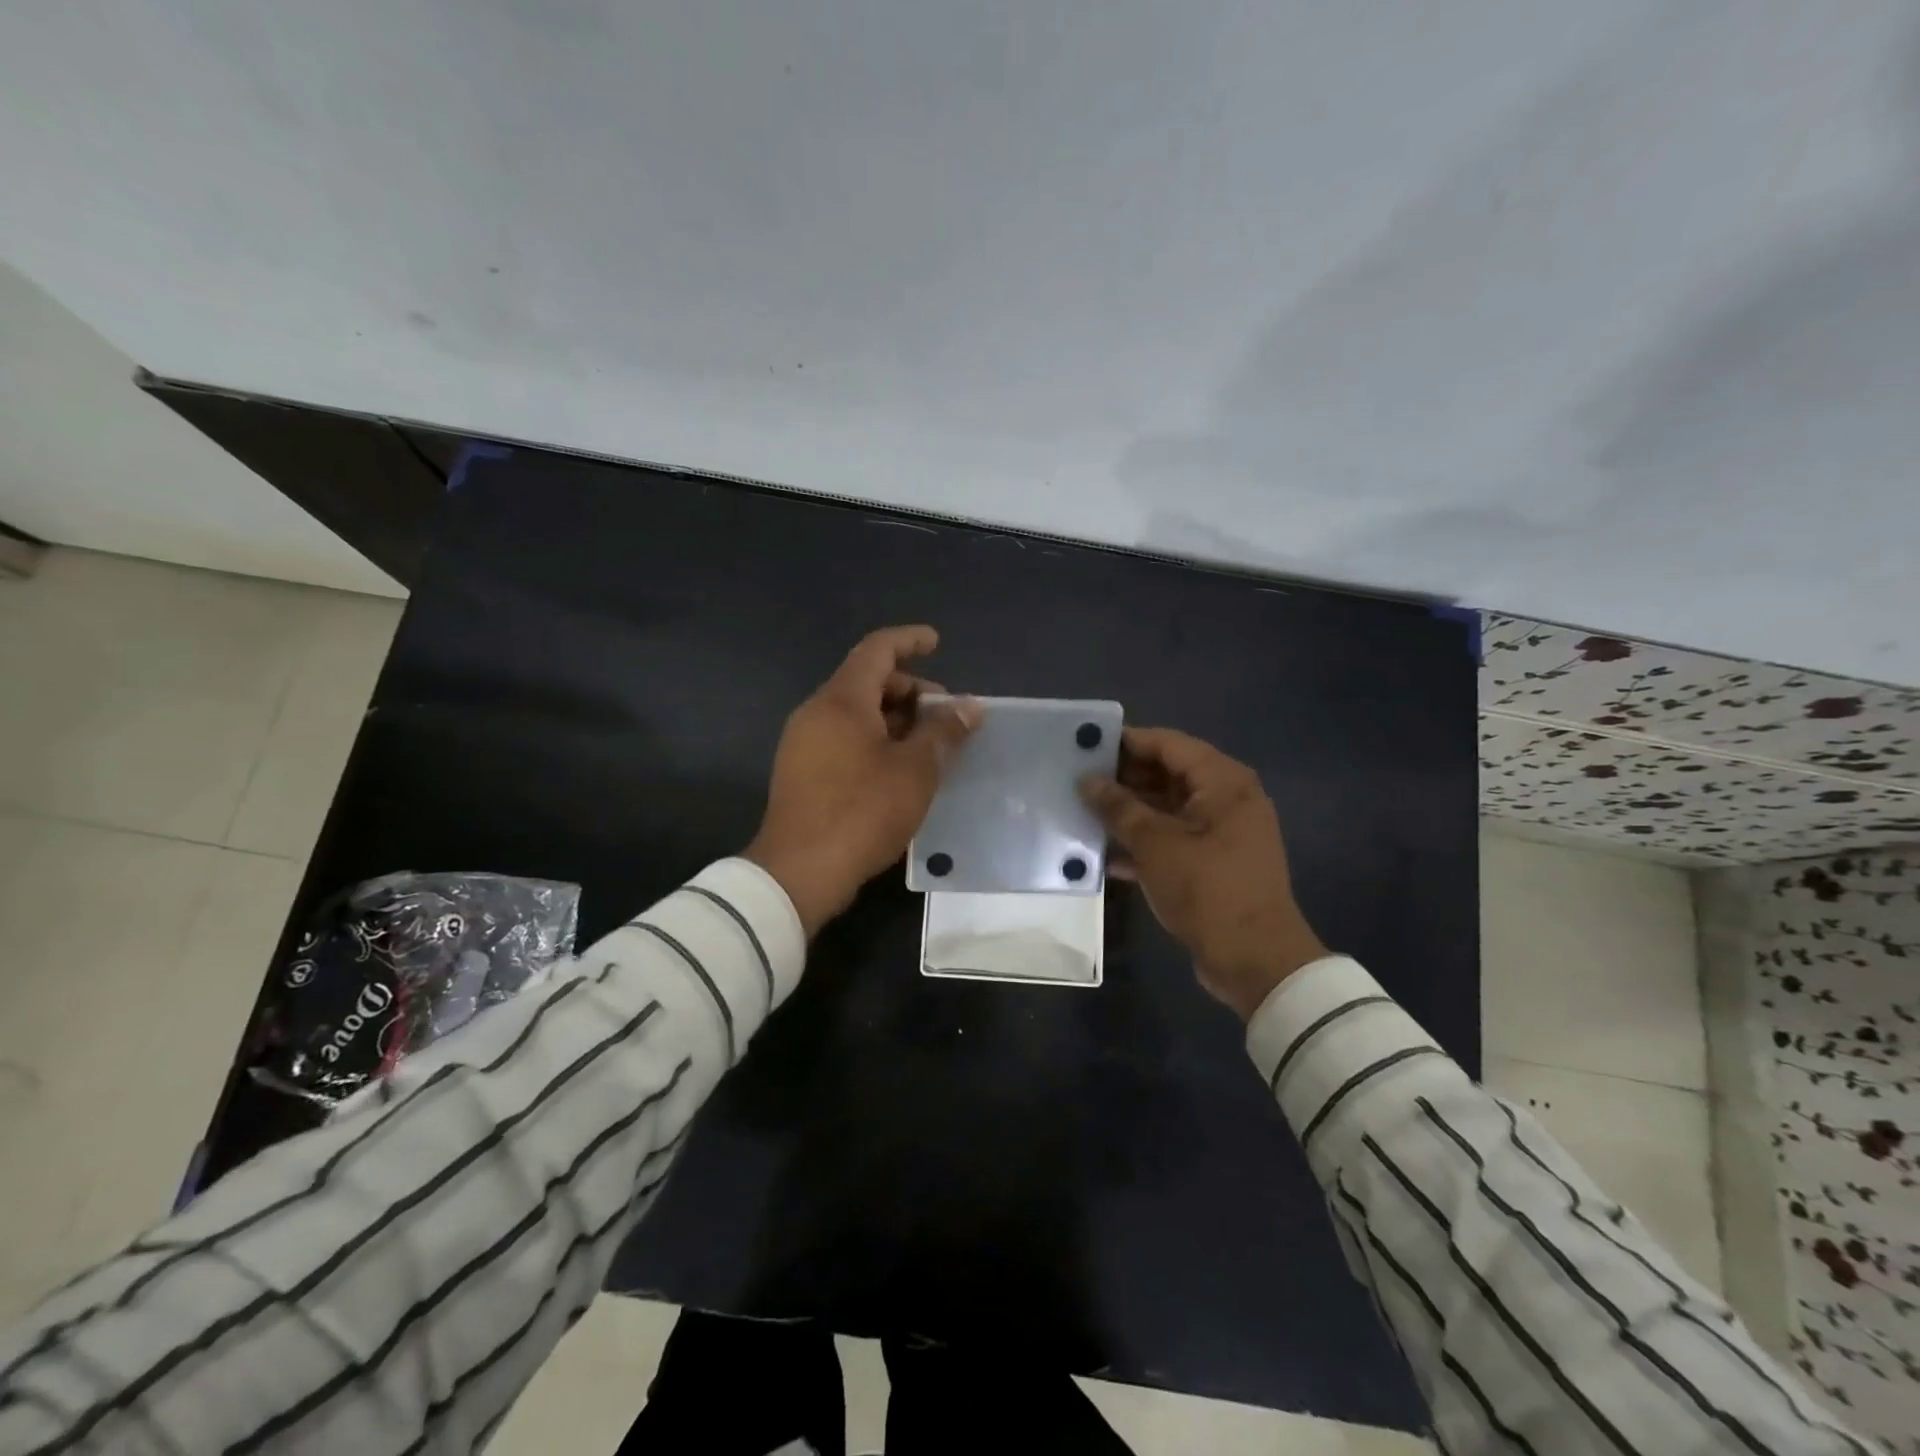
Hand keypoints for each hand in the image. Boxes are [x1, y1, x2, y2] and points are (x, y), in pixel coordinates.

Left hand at [745, 625, 979, 936]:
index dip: (909, 640)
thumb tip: (970, 707)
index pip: (877, 650)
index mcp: (841, 700)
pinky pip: (844, 738)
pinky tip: (901, 769)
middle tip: (945, 716)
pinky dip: (876, 740)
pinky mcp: (802, 772)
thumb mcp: (915, 770)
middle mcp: (817, 712)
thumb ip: (943, 732)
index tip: (937, 642)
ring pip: (856, 714)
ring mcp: (804, 743)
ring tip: (930, 746)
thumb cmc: (862, 811)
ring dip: (896, 719)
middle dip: (911, 690)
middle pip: (867, 681)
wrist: (799, 872)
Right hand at [1081, 727, 1327, 1019]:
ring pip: (1166, 809)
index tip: (1085, 746)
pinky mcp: (1212, 863)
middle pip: (1167, 774)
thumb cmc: (1208, 890)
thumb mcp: (1155, 845)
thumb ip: (1118, 808)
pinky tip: (1102, 853)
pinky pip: (1172, 838)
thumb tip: (1087, 781)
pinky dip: (1142, 842)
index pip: (1168, 744)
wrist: (1256, 961)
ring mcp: (1220, 832)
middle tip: (1076, 781)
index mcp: (1223, 781)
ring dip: (1127, 812)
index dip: (1126, 742)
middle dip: (1123, 779)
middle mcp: (1226, 799)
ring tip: (1081, 812)